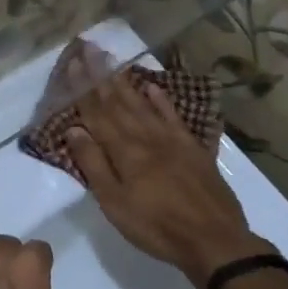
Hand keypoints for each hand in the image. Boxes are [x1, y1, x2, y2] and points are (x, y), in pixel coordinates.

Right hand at [60, 40, 275, 288]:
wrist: (214, 240)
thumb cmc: (156, 226)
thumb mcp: (115, 203)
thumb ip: (94, 164)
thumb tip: (74, 129)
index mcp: (124, 150)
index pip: (97, 113)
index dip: (83, 89)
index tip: (73, 63)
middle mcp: (145, 136)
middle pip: (118, 101)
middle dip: (100, 75)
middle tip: (89, 48)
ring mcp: (171, 139)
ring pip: (142, 104)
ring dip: (125, 82)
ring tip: (112, 60)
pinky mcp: (192, 147)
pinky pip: (172, 115)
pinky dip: (161, 100)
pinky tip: (152, 86)